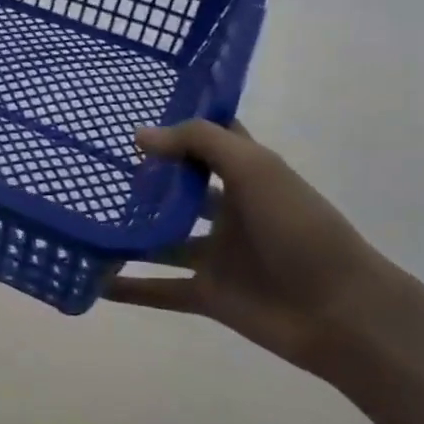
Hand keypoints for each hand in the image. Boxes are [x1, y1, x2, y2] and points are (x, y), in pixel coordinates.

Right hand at [103, 120, 395, 371]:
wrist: (340, 311)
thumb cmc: (299, 228)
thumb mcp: (254, 168)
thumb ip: (198, 143)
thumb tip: (140, 136)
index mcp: (246, 174)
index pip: (209, 140)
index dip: (178, 125)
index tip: (134, 112)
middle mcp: (229, 210)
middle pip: (179, 189)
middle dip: (145, 179)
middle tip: (94, 166)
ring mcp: (216, 254)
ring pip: (162, 240)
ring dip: (129, 234)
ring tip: (84, 221)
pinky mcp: (207, 294)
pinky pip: (159, 289)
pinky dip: (130, 289)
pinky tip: (94, 282)